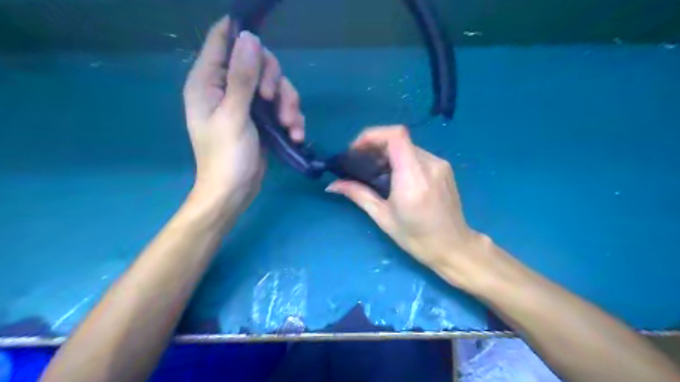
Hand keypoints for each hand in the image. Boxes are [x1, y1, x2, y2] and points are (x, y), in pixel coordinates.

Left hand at [183, 16, 304, 213]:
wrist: (235, 191)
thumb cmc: (227, 157)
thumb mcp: (234, 116)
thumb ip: (242, 77)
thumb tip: (250, 38)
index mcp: (208, 81)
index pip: (221, 40)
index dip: (243, 36)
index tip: (263, 49)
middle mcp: (227, 87)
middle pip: (258, 62)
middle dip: (274, 81)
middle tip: (274, 102)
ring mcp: (246, 103)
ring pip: (276, 86)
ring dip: (289, 105)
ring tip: (292, 127)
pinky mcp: (262, 118)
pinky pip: (282, 106)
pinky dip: (292, 118)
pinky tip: (296, 135)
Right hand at [326, 126, 485, 284]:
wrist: (454, 246)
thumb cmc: (417, 238)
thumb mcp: (383, 217)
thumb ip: (358, 195)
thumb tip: (332, 185)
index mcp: (413, 178)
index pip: (396, 136)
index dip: (372, 135)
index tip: (356, 149)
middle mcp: (430, 165)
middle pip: (399, 139)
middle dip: (375, 145)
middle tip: (360, 162)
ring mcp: (440, 164)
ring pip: (407, 146)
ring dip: (387, 152)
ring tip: (375, 171)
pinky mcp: (444, 167)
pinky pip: (417, 154)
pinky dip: (401, 158)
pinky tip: (394, 176)